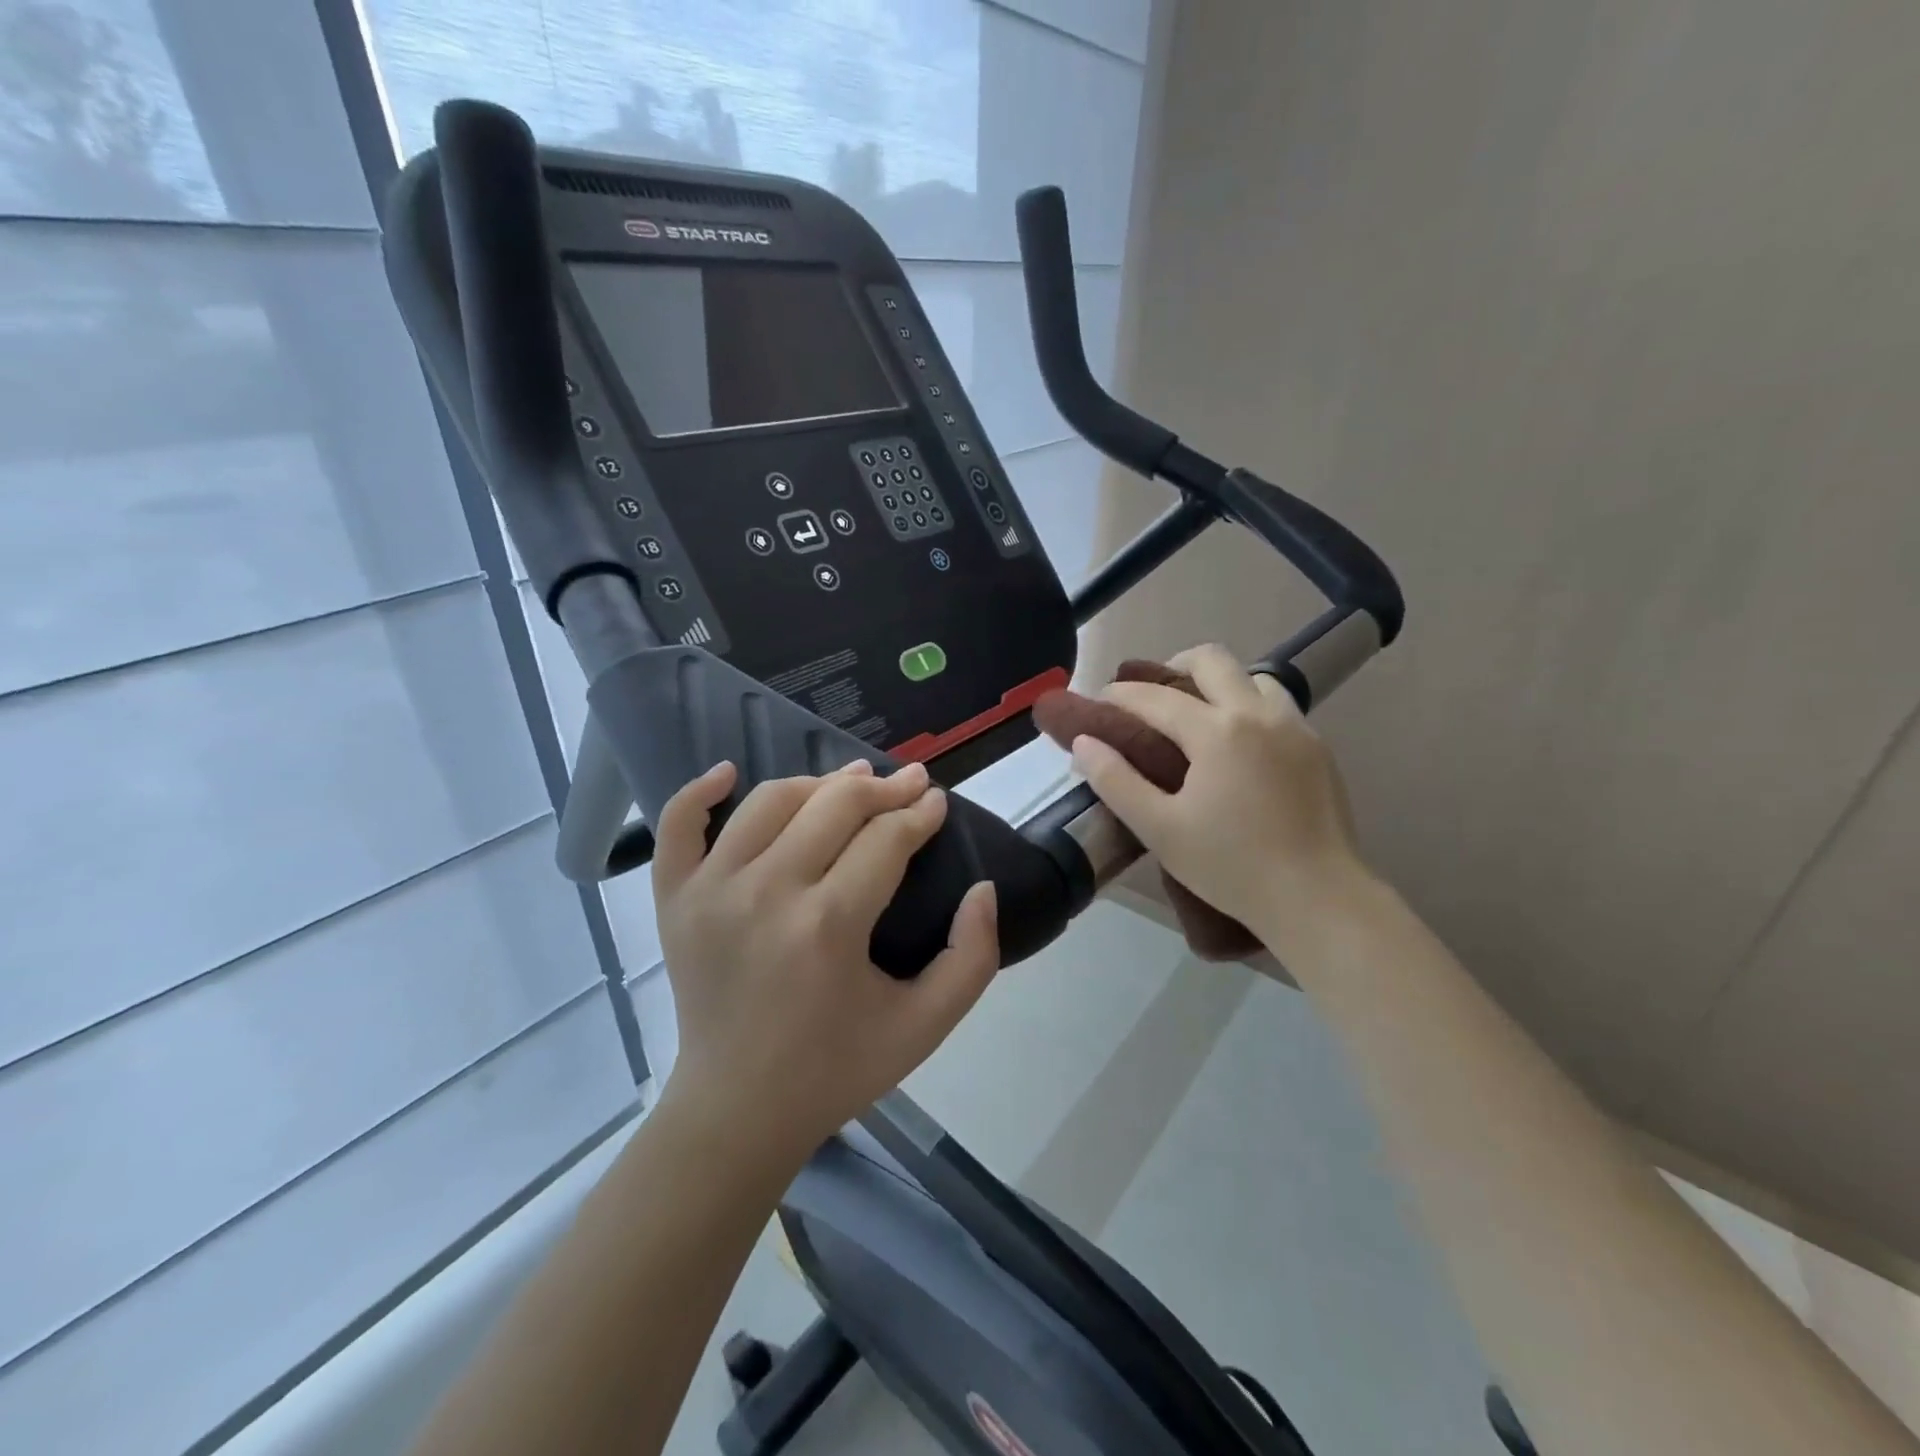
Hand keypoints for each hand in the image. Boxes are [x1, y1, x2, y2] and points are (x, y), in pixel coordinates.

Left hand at [652, 759, 998, 1162]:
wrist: (738, 1111)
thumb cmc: (836, 1069)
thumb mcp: (925, 1026)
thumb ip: (972, 957)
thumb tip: (983, 888)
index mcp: (829, 926)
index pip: (886, 838)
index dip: (920, 813)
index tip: (936, 802)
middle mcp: (766, 893)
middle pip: (834, 804)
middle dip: (883, 788)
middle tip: (908, 784)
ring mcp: (710, 892)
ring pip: (771, 800)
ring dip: (818, 783)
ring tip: (848, 784)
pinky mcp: (674, 900)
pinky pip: (678, 825)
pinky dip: (699, 791)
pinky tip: (728, 772)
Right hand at [1069, 644, 1372, 954]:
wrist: (1318, 898)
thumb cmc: (1230, 866)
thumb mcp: (1159, 829)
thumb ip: (1116, 781)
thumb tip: (1084, 742)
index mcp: (1217, 731)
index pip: (1156, 697)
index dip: (1120, 694)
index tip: (1099, 701)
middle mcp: (1259, 714)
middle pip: (1212, 660)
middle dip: (1173, 666)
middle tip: (1152, 698)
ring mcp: (1296, 727)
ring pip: (1253, 678)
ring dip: (1219, 685)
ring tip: (1199, 720)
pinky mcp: (1319, 748)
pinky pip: (1278, 707)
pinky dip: (1249, 709)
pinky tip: (1239, 748)